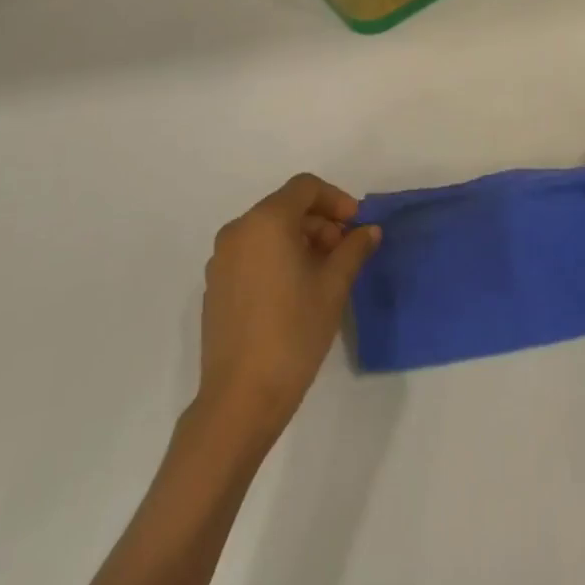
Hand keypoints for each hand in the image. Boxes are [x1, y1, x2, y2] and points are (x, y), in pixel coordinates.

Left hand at [196, 174, 380, 440]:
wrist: (241, 397)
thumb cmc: (294, 332)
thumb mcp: (333, 286)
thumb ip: (353, 249)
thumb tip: (369, 230)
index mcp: (266, 221)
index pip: (305, 187)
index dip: (336, 199)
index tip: (356, 225)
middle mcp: (238, 230)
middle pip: (285, 207)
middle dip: (320, 222)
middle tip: (345, 252)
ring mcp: (221, 259)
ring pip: (267, 231)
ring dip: (299, 239)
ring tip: (323, 273)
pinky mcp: (215, 285)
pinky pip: (251, 253)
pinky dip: (276, 257)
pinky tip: (295, 290)